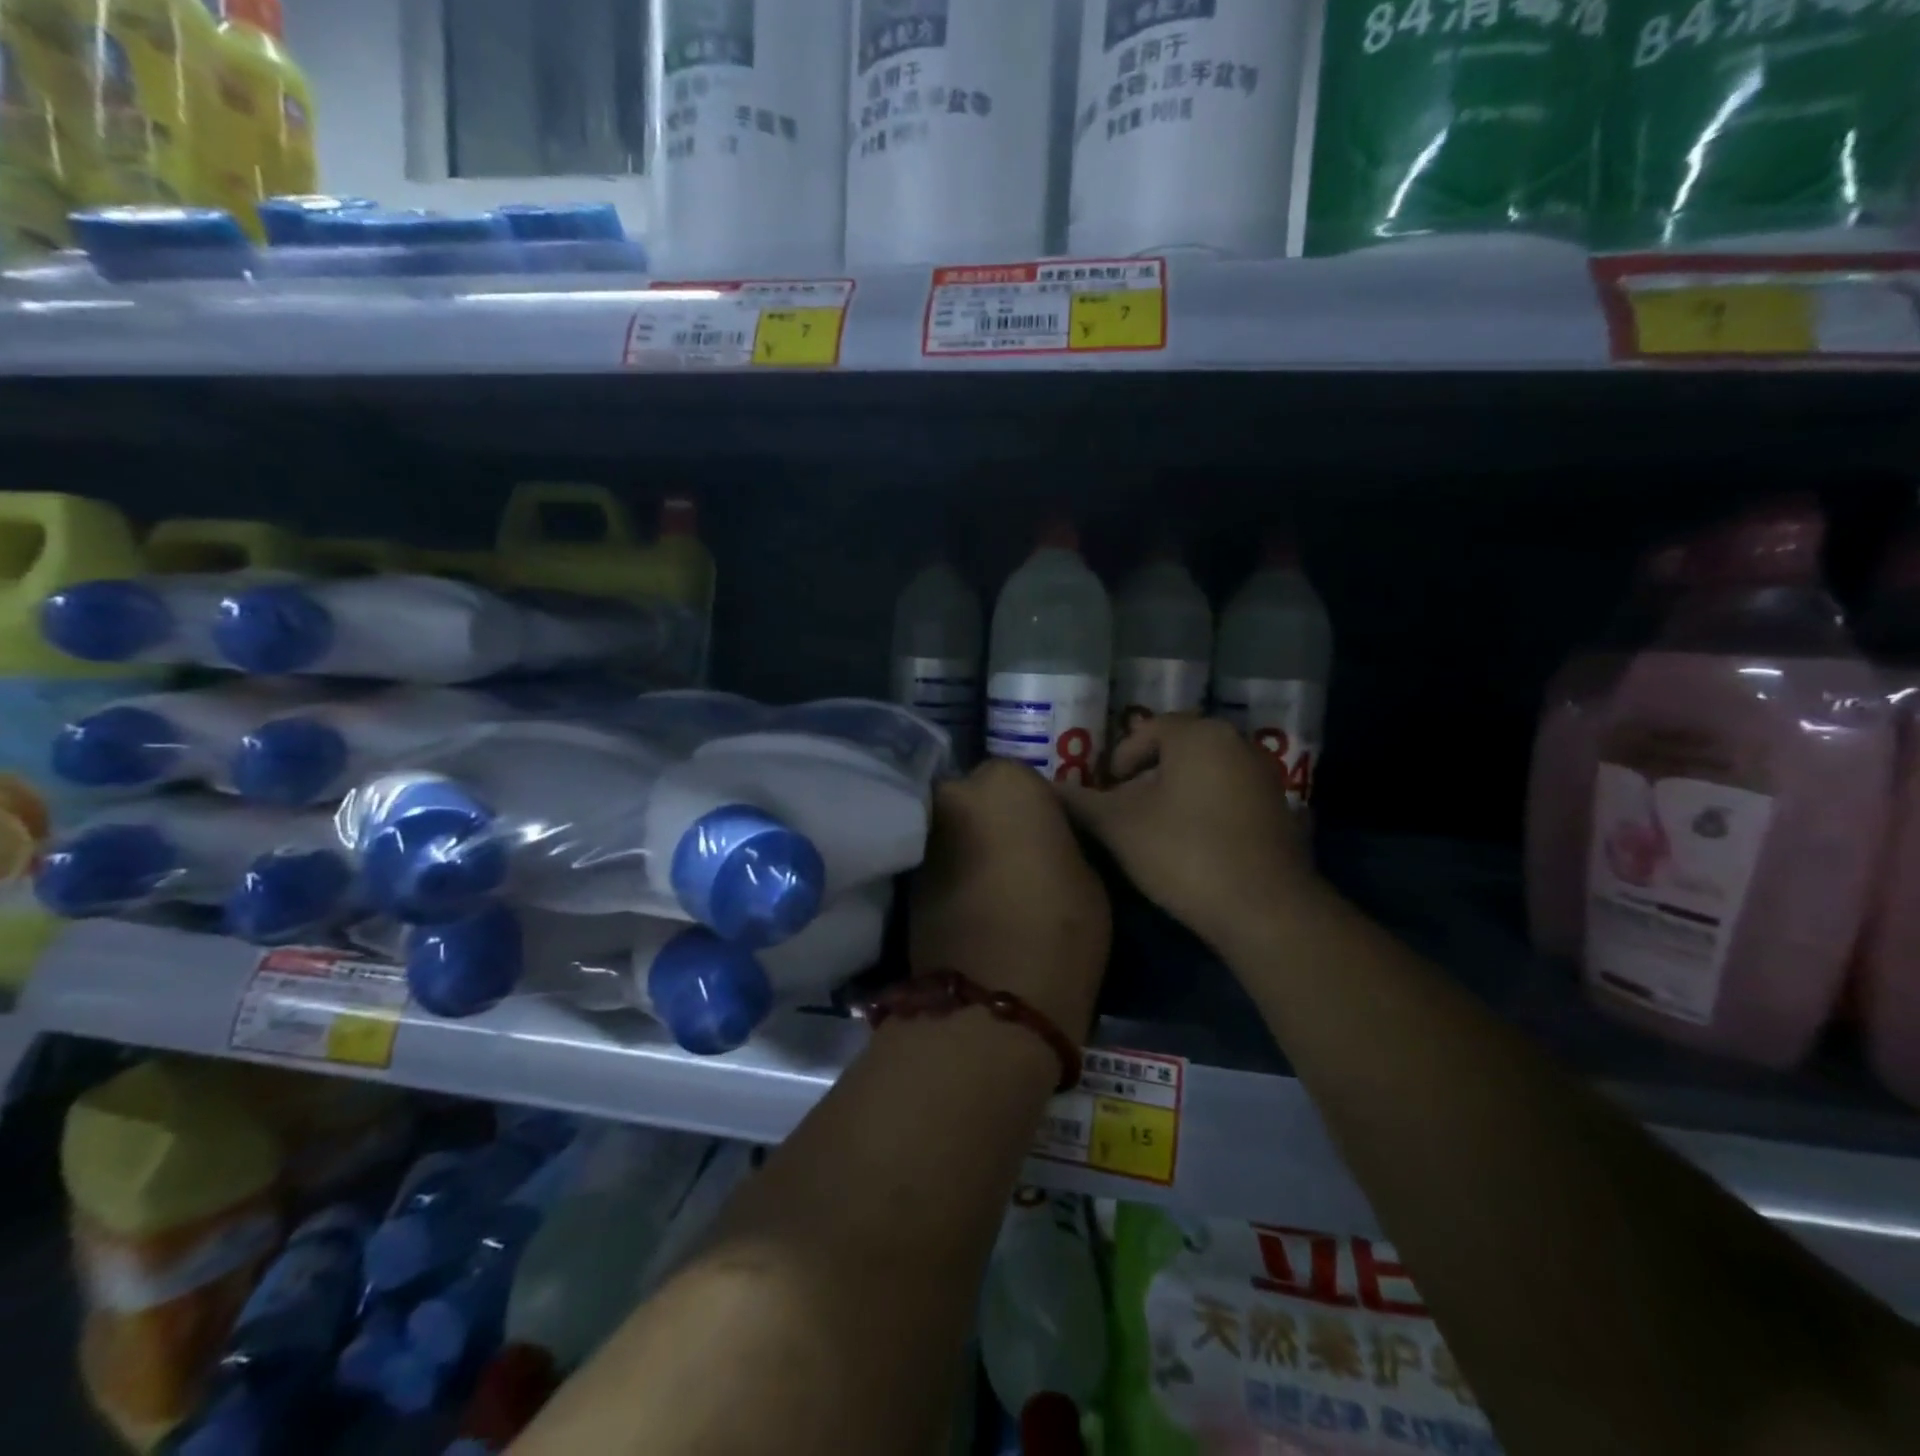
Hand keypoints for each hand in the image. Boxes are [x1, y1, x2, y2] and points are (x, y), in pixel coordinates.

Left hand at [910, 759, 1110, 1034]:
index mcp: (1006, 781)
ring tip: (997, 886)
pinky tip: (974, 905)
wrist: (993, 999)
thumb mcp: (1087, 873)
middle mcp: (955, 795)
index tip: (1048, 838)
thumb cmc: (1060, 926)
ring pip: (955, 831)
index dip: (1036, 810)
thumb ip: (1058, 838)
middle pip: (978, 799)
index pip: (1022, 779)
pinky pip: (938, 864)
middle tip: (1019, 858)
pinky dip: (953, 875)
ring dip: (970, 847)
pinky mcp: (908, 879)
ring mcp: (925, 837)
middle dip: (992, 820)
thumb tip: (1043, 837)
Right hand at [1059, 715, 1317, 951]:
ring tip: (1153, 830)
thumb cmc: (1183, 853)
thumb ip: (1080, 802)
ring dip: (1174, 794)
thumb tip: (1048, 788)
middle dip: (1146, 777)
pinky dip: (1204, 809)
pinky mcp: (1279, 810)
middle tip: (1124, 811)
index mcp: (1199, 734)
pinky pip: (1229, 795)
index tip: (1106, 793)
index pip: (1147, 730)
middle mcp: (1237, 743)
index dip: (1119, 759)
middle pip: (1177, 749)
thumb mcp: (1119, 827)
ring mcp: (1264, 776)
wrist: (1264, 910)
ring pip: (1204, 773)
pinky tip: (1192, 845)